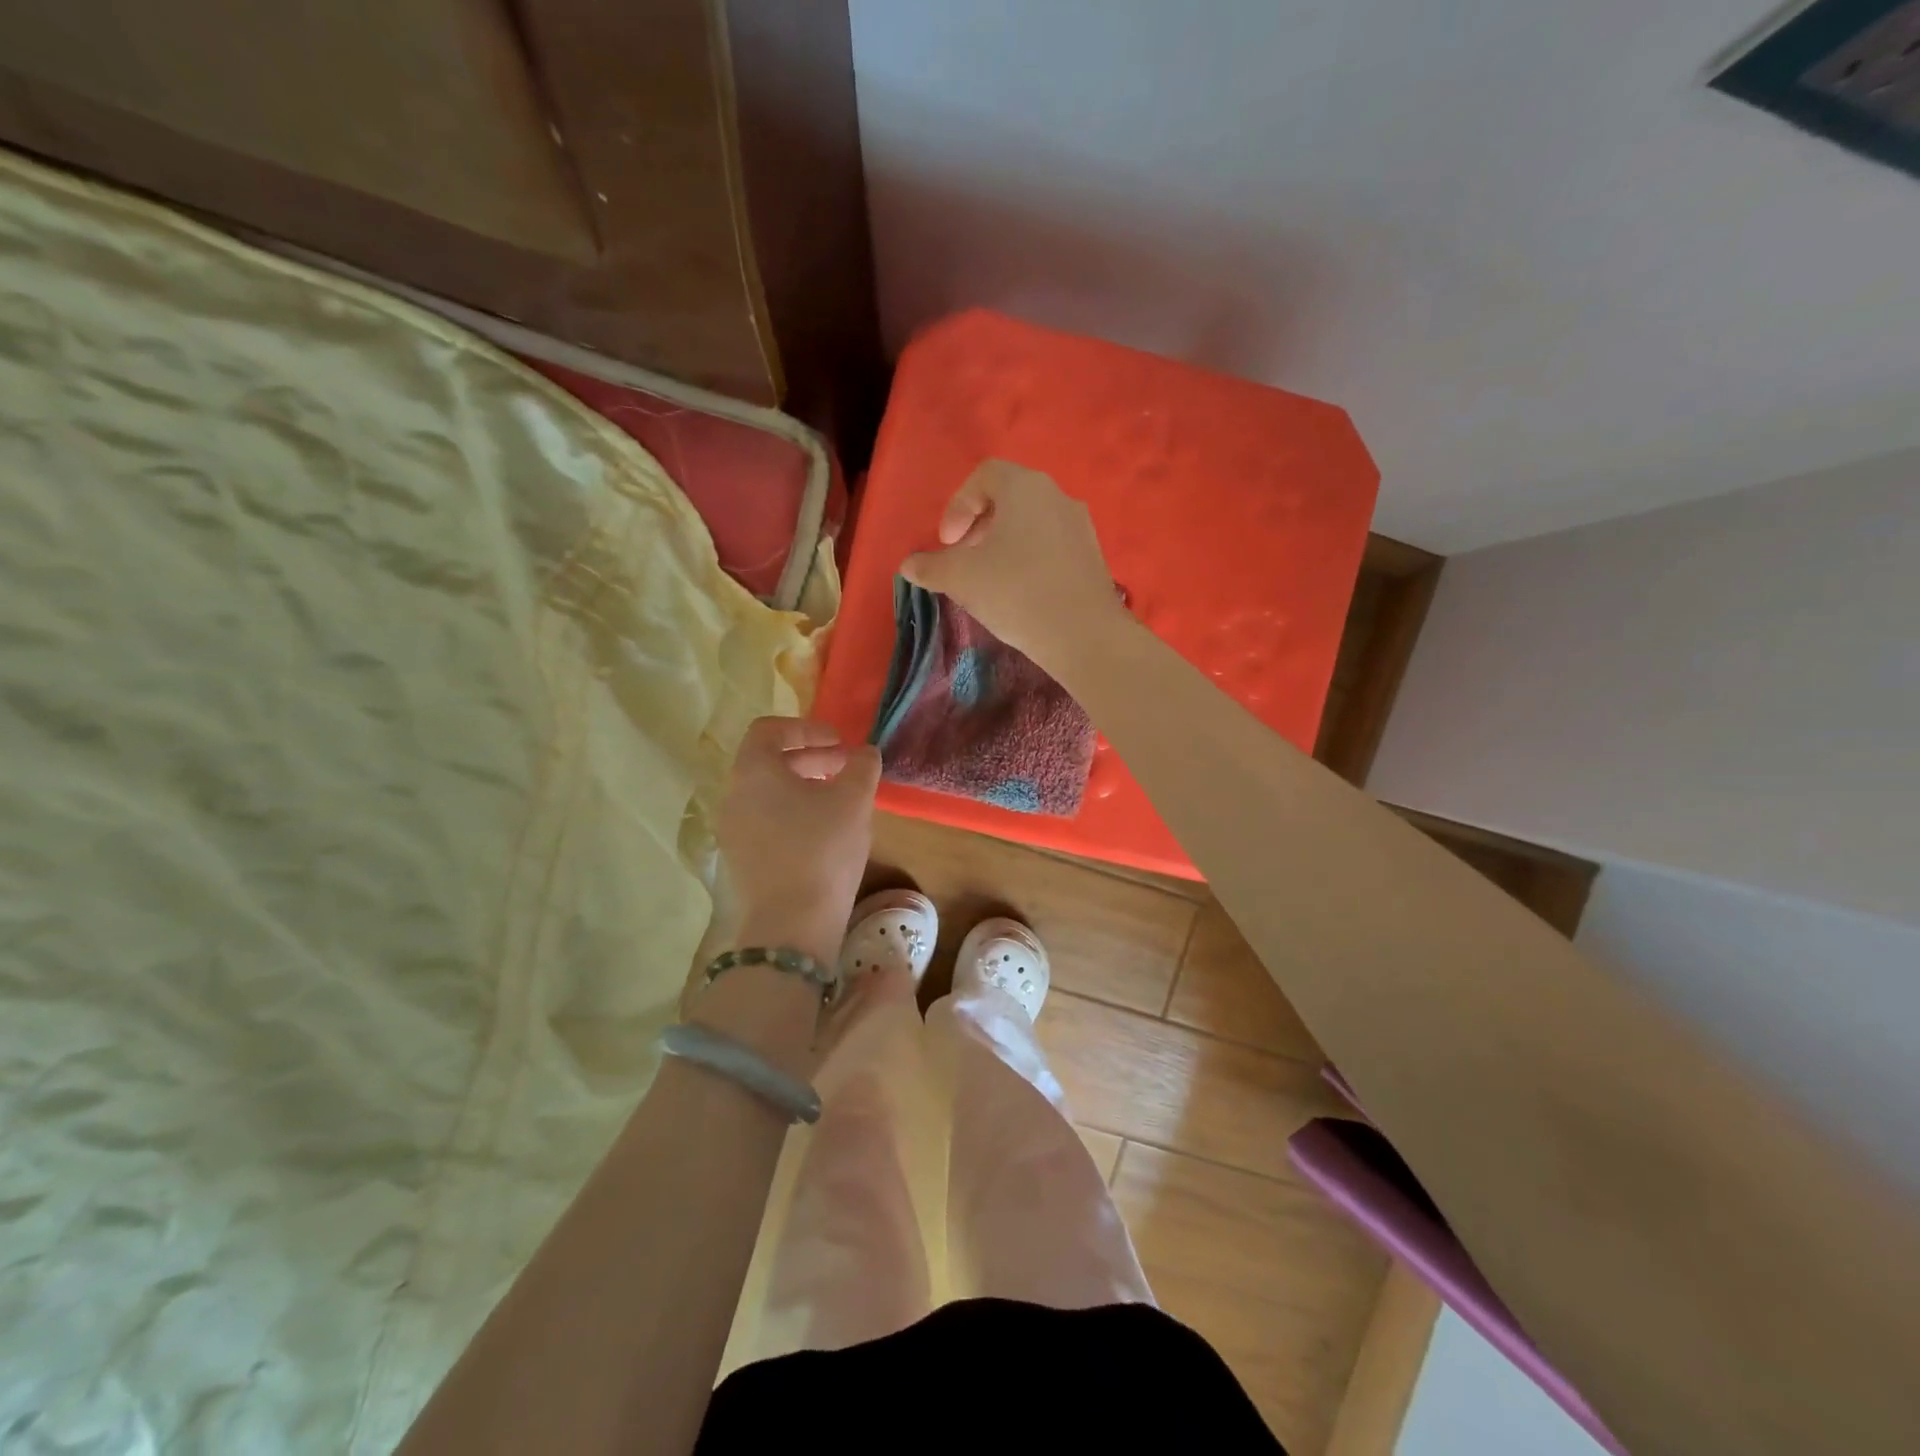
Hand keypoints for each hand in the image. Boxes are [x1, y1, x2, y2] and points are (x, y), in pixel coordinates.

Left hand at [715, 717, 879, 966]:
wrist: (791, 926)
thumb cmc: (822, 850)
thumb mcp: (854, 800)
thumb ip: (862, 766)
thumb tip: (864, 752)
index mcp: (753, 771)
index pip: (769, 729)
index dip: (806, 728)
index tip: (839, 742)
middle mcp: (733, 796)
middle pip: (768, 761)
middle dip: (810, 758)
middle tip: (845, 768)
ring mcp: (732, 830)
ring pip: (767, 793)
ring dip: (803, 787)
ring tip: (838, 801)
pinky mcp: (740, 859)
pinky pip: (765, 820)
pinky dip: (792, 813)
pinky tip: (823, 833)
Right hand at [900, 459, 1129, 672]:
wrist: (1083, 635)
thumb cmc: (1016, 593)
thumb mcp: (962, 579)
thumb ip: (931, 567)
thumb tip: (908, 565)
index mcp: (1025, 488)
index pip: (984, 476)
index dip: (958, 505)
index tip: (947, 542)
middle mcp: (1057, 496)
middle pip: (1009, 497)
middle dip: (979, 525)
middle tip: (963, 559)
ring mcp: (1080, 525)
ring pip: (1032, 522)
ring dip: (1003, 543)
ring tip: (989, 578)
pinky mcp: (1092, 555)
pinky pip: (1052, 544)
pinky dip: (1029, 557)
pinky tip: (1020, 592)